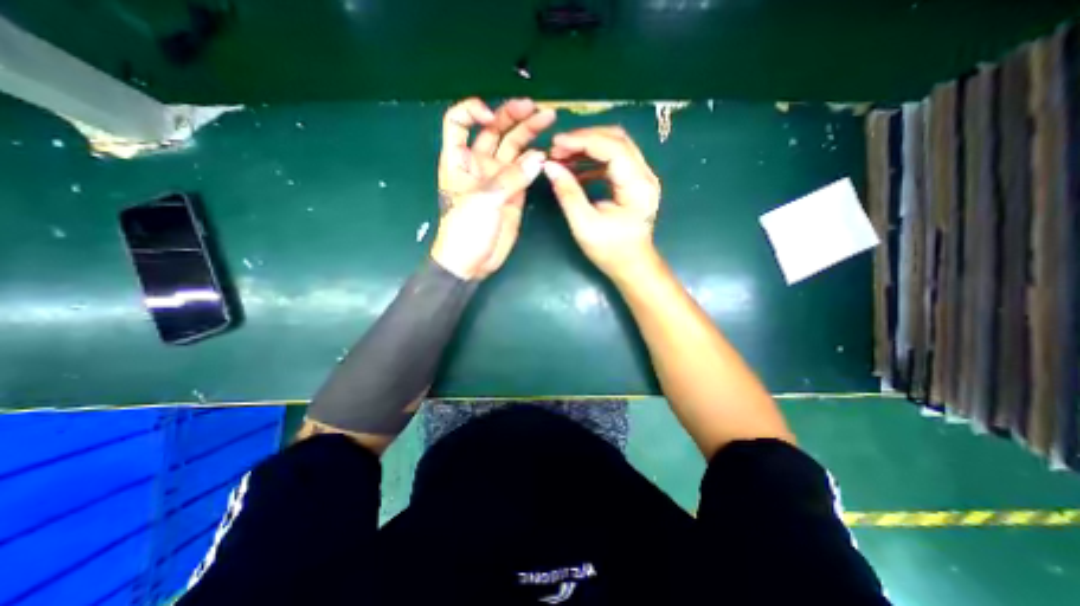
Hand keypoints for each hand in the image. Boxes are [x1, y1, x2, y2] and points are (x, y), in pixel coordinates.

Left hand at [429, 97, 550, 279]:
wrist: (473, 261)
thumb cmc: (465, 229)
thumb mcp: (484, 200)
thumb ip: (512, 178)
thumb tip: (539, 157)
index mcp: (459, 159)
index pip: (459, 121)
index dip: (473, 110)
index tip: (491, 116)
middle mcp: (479, 164)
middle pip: (494, 131)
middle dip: (513, 116)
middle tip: (536, 109)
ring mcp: (498, 178)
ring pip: (513, 148)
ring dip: (528, 134)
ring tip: (547, 120)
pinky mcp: (514, 193)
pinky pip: (525, 171)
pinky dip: (535, 161)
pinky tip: (546, 153)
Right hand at [545, 127, 662, 279]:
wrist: (633, 265)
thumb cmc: (611, 251)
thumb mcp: (584, 225)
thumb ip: (568, 193)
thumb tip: (550, 166)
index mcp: (637, 185)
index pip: (611, 147)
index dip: (581, 140)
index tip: (555, 144)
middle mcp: (645, 174)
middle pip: (616, 139)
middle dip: (584, 139)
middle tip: (557, 149)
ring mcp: (642, 177)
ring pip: (615, 147)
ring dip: (587, 148)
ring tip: (562, 158)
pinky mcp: (634, 182)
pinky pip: (614, 161)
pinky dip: (593, 161)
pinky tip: (575, 170)